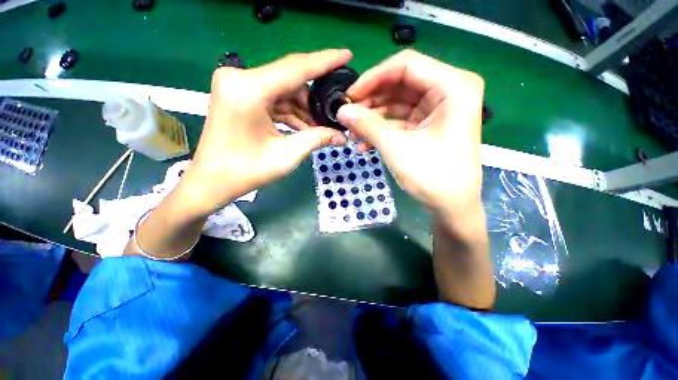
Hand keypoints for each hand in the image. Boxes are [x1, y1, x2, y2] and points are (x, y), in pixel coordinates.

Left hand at [182, 50, 351, 216]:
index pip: (296, 68)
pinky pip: (273, 99)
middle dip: (314, 99)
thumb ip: (317, 139)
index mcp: (249, 89)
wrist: (212, 181)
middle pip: (290, 80)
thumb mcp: (287, 154)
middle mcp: (240, 78)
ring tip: (320, 128)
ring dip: (303, 110)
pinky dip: (290, 113)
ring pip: (283, 91)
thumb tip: (342, 136)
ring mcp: (237, 86)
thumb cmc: (246, 171)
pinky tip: (304, 128)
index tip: (347, 54)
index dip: (325, 61)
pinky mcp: (239, 96)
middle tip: (334, 113)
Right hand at [337, 50, 484, 221]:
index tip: (350, 96)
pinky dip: (382, 130)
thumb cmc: (432, 176)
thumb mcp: (396, 147)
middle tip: (348, 116)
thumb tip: (341, 111)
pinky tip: (364, 144)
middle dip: (371, 101)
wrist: (451, 207)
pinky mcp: (428, 126)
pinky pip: (400, 120)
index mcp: (452, 86)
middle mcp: (448, 91)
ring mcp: (437, 110)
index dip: (373, 77)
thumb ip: (368, 125)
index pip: (406, 65)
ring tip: (352, 133)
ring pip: (397, 103)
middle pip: (400, 84)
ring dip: (373, 118)